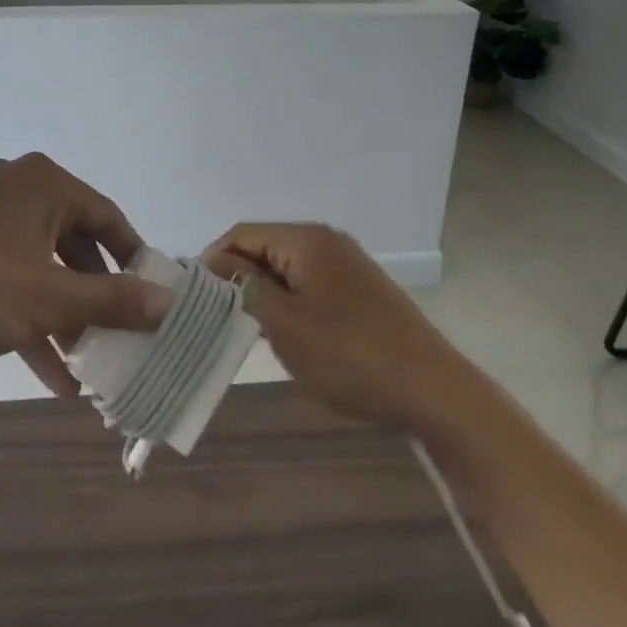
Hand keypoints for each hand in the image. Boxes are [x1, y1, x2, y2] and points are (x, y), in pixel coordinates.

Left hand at [0, 153, 170, 395]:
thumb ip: (111, 301)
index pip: (108, 219)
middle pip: (75, 245)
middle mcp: (17, 189)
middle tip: (119, 339)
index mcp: (43, 184)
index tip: (152, 303)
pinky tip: (50, 375)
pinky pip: (9, 278)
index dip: (134, 262)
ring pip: (41, 267)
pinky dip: (30, 317)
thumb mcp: (46, 299)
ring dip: (65, 317)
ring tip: (88, 369)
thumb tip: (168, 302)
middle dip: (96, 299)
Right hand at [205, 222, 454, 428]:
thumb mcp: (285, 324)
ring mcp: (345, 266)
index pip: (242, 234)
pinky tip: (283, 335)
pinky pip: (308, 286)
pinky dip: (288, 304)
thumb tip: (215, 266)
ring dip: (262, 294)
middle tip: (215, 318)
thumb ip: (244, 289)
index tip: (193, 296)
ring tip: (244, 330)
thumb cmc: (350, 356)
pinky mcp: (358, 291)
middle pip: (264, 248)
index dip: (212, 260)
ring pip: (285, 270)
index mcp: (306, 240)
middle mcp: (326, 242)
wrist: (433, 391)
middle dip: (237, 278)